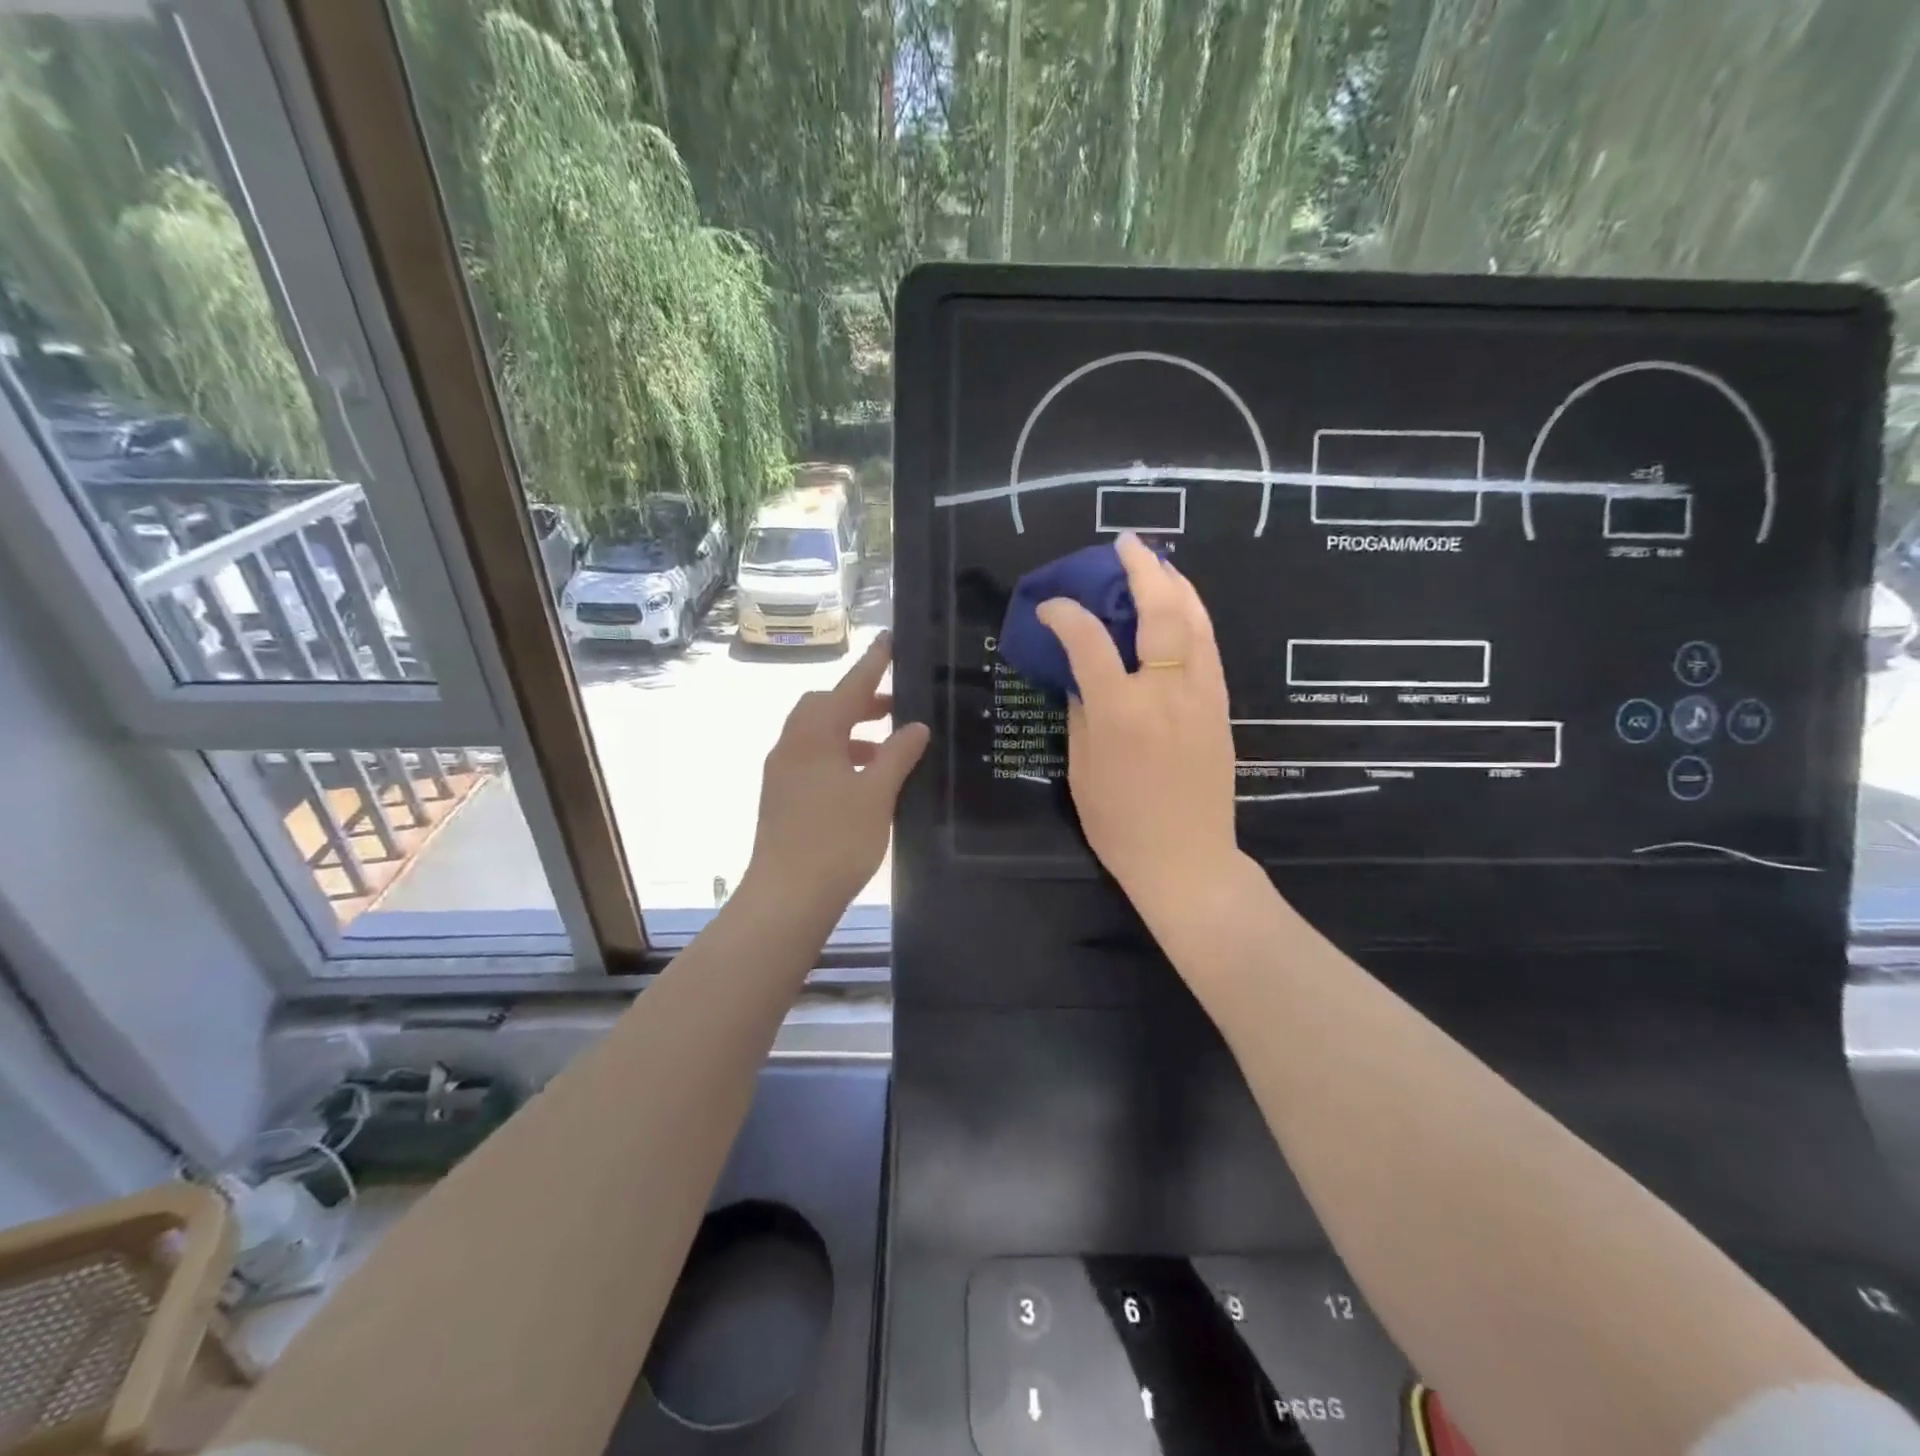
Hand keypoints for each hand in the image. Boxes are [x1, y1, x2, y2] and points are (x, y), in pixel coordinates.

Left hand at [746, 631, 929, 912]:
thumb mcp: (877, 794)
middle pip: (824, 706)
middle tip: (893, 706)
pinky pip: (810, 757)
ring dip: (849, 730)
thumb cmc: (836, 840)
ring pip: (816, 734)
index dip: (873, 665)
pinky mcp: (780, 795)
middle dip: (858, 700)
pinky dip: (837, 754)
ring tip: (885, 746)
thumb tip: (915, 727)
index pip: (849, 688)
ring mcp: (781, 771)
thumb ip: (897, 755)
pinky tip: (861, 779)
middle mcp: (791, 745)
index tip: (889, 641)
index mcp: (814, 736)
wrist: (786, 896)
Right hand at [1037, 533, 1241, 919]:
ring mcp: (1201, 697)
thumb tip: (1080, 675)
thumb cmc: (1121, 825)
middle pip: (1158, 612)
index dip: (1065, 614)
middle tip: (1125, 544)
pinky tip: (1183, 606)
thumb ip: (1081, 713)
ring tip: (1158, 562)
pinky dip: (1194, 616)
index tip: (1050, 606)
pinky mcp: (1220, 707)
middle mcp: (1164, 693)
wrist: (1187, 860)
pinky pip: (1208, 648)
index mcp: (1120, 712)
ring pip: (1195, 622)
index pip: (1088, 642)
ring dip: (1176, 584)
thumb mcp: (1082, 771)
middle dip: (1141, 570)